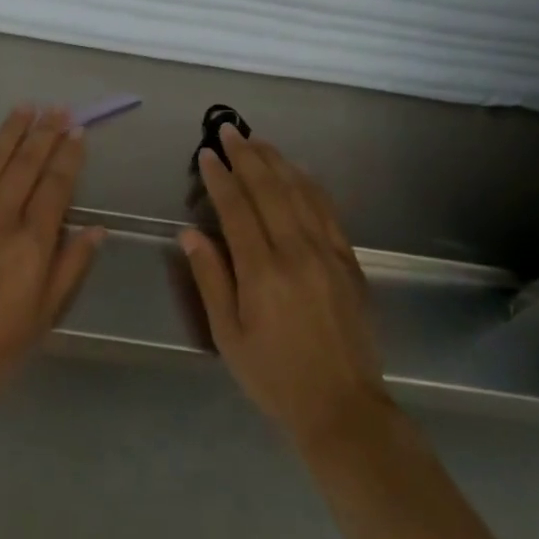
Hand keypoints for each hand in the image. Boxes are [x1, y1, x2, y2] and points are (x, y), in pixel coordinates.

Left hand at [0, 106, 105, 405]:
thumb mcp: (44, 316)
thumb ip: (71, 267)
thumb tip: (97, 230)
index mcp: (31, 243)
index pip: (55, 186)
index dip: (69, 156)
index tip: (78, 132)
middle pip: (25, 165)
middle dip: (44, 133)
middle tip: (57, 108)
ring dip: (8, 132)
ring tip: (24, 107)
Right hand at [180, 124, 392, 447]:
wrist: (342, 406)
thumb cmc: (274, 376)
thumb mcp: (228, 336)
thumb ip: (210, 279)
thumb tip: (190, 233)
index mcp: (263, 272)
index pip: (237, 209)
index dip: (220, 177)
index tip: (207, 154)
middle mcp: (297, 252)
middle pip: (270, 190)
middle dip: (247, 156)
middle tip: (229, 131)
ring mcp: (328, 253)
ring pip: (301, 192)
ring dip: (277, 162)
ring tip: (257, 140)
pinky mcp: (348, 261)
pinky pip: (328, 210)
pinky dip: (309, 184)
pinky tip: (298, 171)